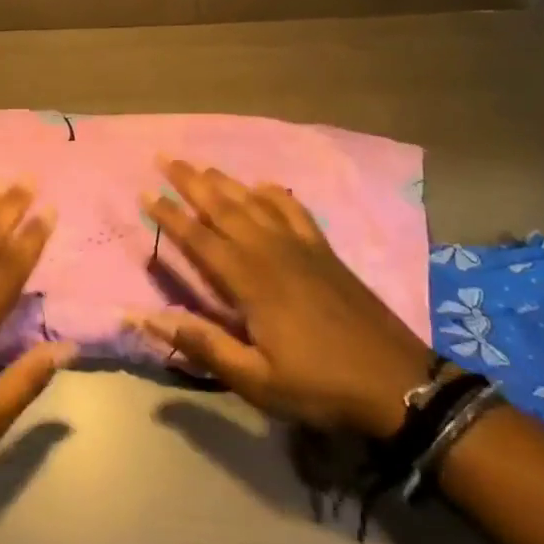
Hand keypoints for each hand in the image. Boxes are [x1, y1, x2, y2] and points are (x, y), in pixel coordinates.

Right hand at [135, 161, 435, 438]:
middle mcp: (271, 252)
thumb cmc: (320, 385)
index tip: (144, 193)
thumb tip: (147, 318)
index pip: (198, 239)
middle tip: (165, 158)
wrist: (400, 384)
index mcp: (250, 281)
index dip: (169, 216)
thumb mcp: (257, 380)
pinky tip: (264, 186)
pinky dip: (275, 194)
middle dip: (191, 181)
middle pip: (223, 207)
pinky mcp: (325, 252)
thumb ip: (203, 345)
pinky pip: (295, 211)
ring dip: (225, 181)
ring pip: (254, 202)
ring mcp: (301, 248)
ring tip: (200, 166)